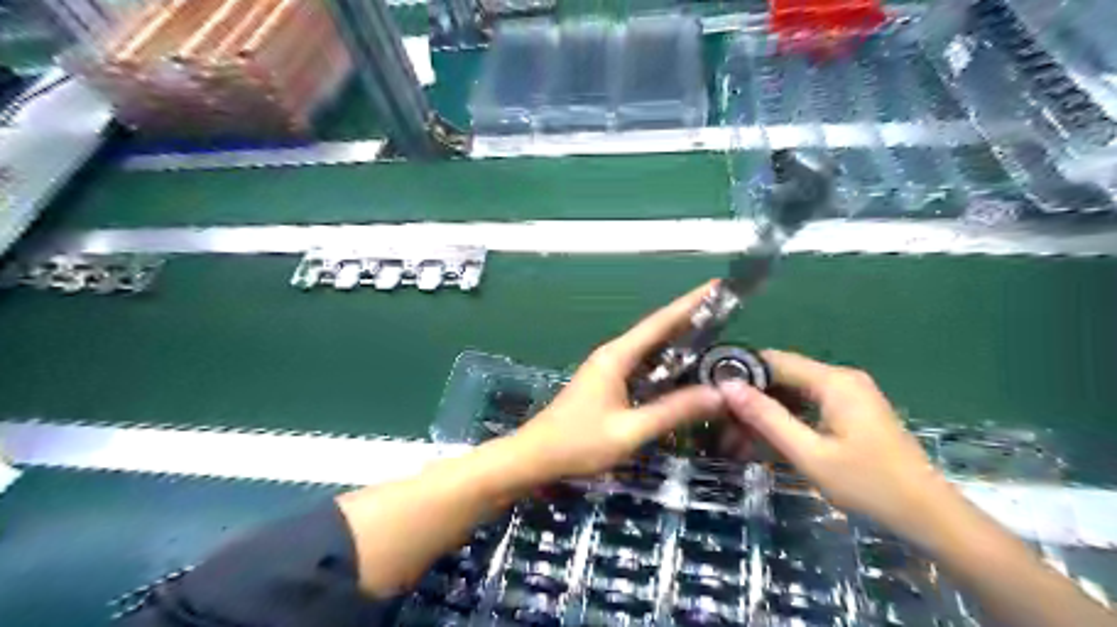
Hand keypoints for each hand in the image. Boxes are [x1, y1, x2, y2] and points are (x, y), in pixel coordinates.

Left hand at [510, 282, 724, 478]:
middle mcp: (613, 355)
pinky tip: (683, 371)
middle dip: (690, 318)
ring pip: (650, 349)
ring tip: (713, 336)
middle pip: (656, 330)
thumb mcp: (630, 431)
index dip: (689, 303)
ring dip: (678, 341)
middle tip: (725, 311)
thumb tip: (718, 395)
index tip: (715, 285)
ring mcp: (609, 368)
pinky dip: (665, 363)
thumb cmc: (579, 442)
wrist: (535, 456)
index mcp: (617, 356)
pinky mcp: (608, 383)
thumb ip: (672, 412)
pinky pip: (643, 366)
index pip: (660, 322)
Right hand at [720, 351, 955, 536]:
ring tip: (740, 433)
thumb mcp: (809, 454)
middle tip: (724, 421)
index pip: (774, 360)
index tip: (712, 389)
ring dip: (768, 409)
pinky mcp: (853, 410)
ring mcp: (850, 393)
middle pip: (784, 374)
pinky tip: (769, 436)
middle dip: (753, 395)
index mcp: (833, 381)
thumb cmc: (869, 485)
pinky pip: (810, 403)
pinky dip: (788, 416)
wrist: (930, 516)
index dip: (741, 371)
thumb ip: (767, 418)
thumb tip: (728, 386)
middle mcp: (841, 378)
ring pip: (795, 390)